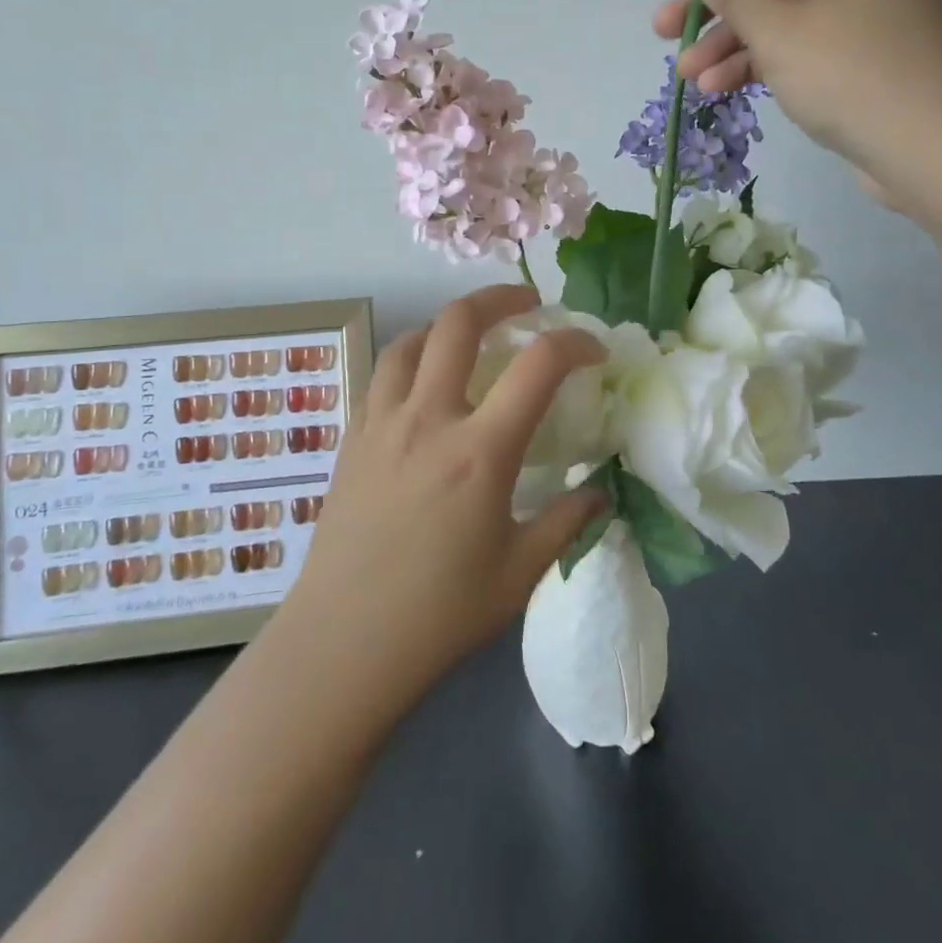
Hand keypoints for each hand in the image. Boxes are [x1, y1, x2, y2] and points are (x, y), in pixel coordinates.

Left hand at [280, 284, 607, 709]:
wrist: (342, 644)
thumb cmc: (438, 615)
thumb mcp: (520, 573)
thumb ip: (567, 523)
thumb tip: (599, 492)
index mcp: (480, 452)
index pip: (538, 365)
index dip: (574, 342)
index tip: (593, 349)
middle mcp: (428, 420)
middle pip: (460, 323)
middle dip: (500, 297)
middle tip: (527, 303)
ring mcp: (382, 424)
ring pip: (411, 340)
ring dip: (447, 325)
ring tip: (470, 337)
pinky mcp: (352, 439)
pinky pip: (382, 376)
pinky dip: (410, 360)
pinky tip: (422, 386)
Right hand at [653, 0, 941, 217]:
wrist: (940, 150)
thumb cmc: (855, 74)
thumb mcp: (780, 28)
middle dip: (711, 6)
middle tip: (661, 31)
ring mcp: (861, 13)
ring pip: (778, 16)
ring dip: (728, 43)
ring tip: (686, 75)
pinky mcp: (859, 58)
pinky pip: (797, 47)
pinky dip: (759, 63)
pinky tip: (720, 88)